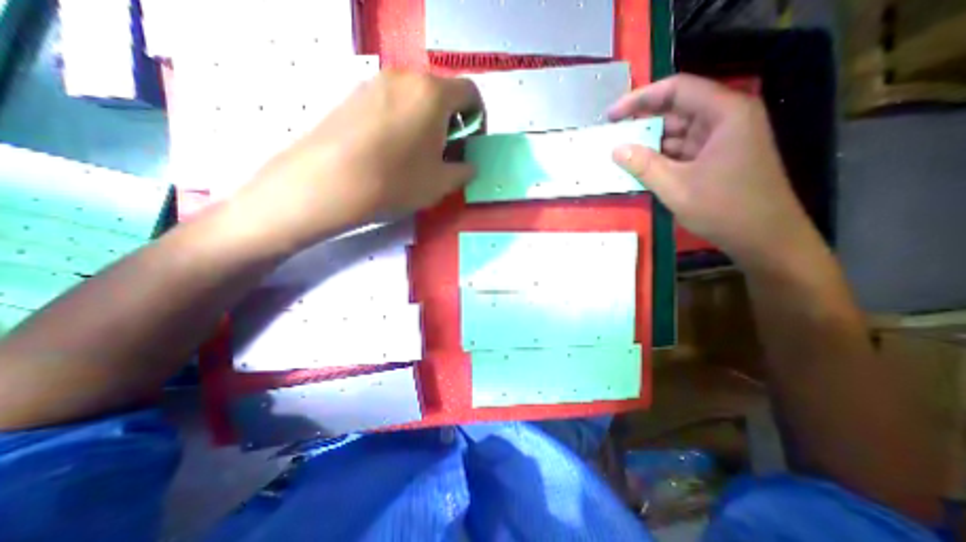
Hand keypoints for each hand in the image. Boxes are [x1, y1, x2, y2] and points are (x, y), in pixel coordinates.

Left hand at [227, 70, 482, 252]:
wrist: (329, 182)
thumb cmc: (396, 181)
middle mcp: (404, 78)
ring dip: (426, 121)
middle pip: (441, 93)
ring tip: (418, 153)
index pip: (470, 93)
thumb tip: (469, 166)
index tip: (472, 142)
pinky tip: (391, 150)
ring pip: (414, 98)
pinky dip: (402, 121)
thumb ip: (463, 171)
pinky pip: (389, 103)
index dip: (479, 117)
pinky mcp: (352, 96)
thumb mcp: (440, 183)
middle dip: (452, 121)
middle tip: (446, 152)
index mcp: (433, 94)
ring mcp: (374, 83)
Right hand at [610, 75, 812, 268]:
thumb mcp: (676, 187)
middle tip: (612, 135)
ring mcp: (722, 140)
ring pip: (678, 132)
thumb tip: (615, 149)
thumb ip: (643, 165)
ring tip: (620, 153)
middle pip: (677, 109)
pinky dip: (660, 157)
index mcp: (724, 114)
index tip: (611, 114)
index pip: (677, 90)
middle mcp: (726, 119)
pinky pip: (682, 150)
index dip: (640, 99)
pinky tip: (640, 167)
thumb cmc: (725, 209)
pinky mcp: (717, 158)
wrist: (764, 239)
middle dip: (642, 122)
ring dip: (649, 142)